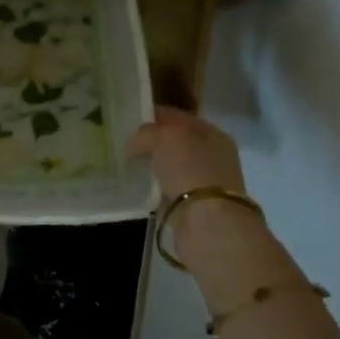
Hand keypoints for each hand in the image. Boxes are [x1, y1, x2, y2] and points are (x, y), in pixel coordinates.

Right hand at [129, 105, 246, 198]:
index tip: (129, 119)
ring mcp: (207, 182)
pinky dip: (157, 186)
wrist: (208, 223)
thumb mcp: (164, 137)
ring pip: (174, 165)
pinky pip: (171, 188)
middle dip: (153, 142)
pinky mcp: (197, 206)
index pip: (178, 117)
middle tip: (125, 142)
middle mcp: (214, 156)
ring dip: (155, 165)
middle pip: (177, 142)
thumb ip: (147, 133)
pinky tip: (141, 186)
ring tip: (129, 164)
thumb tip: (135, 144)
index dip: (154, 115)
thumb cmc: (190, 170)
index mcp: (212, 133)